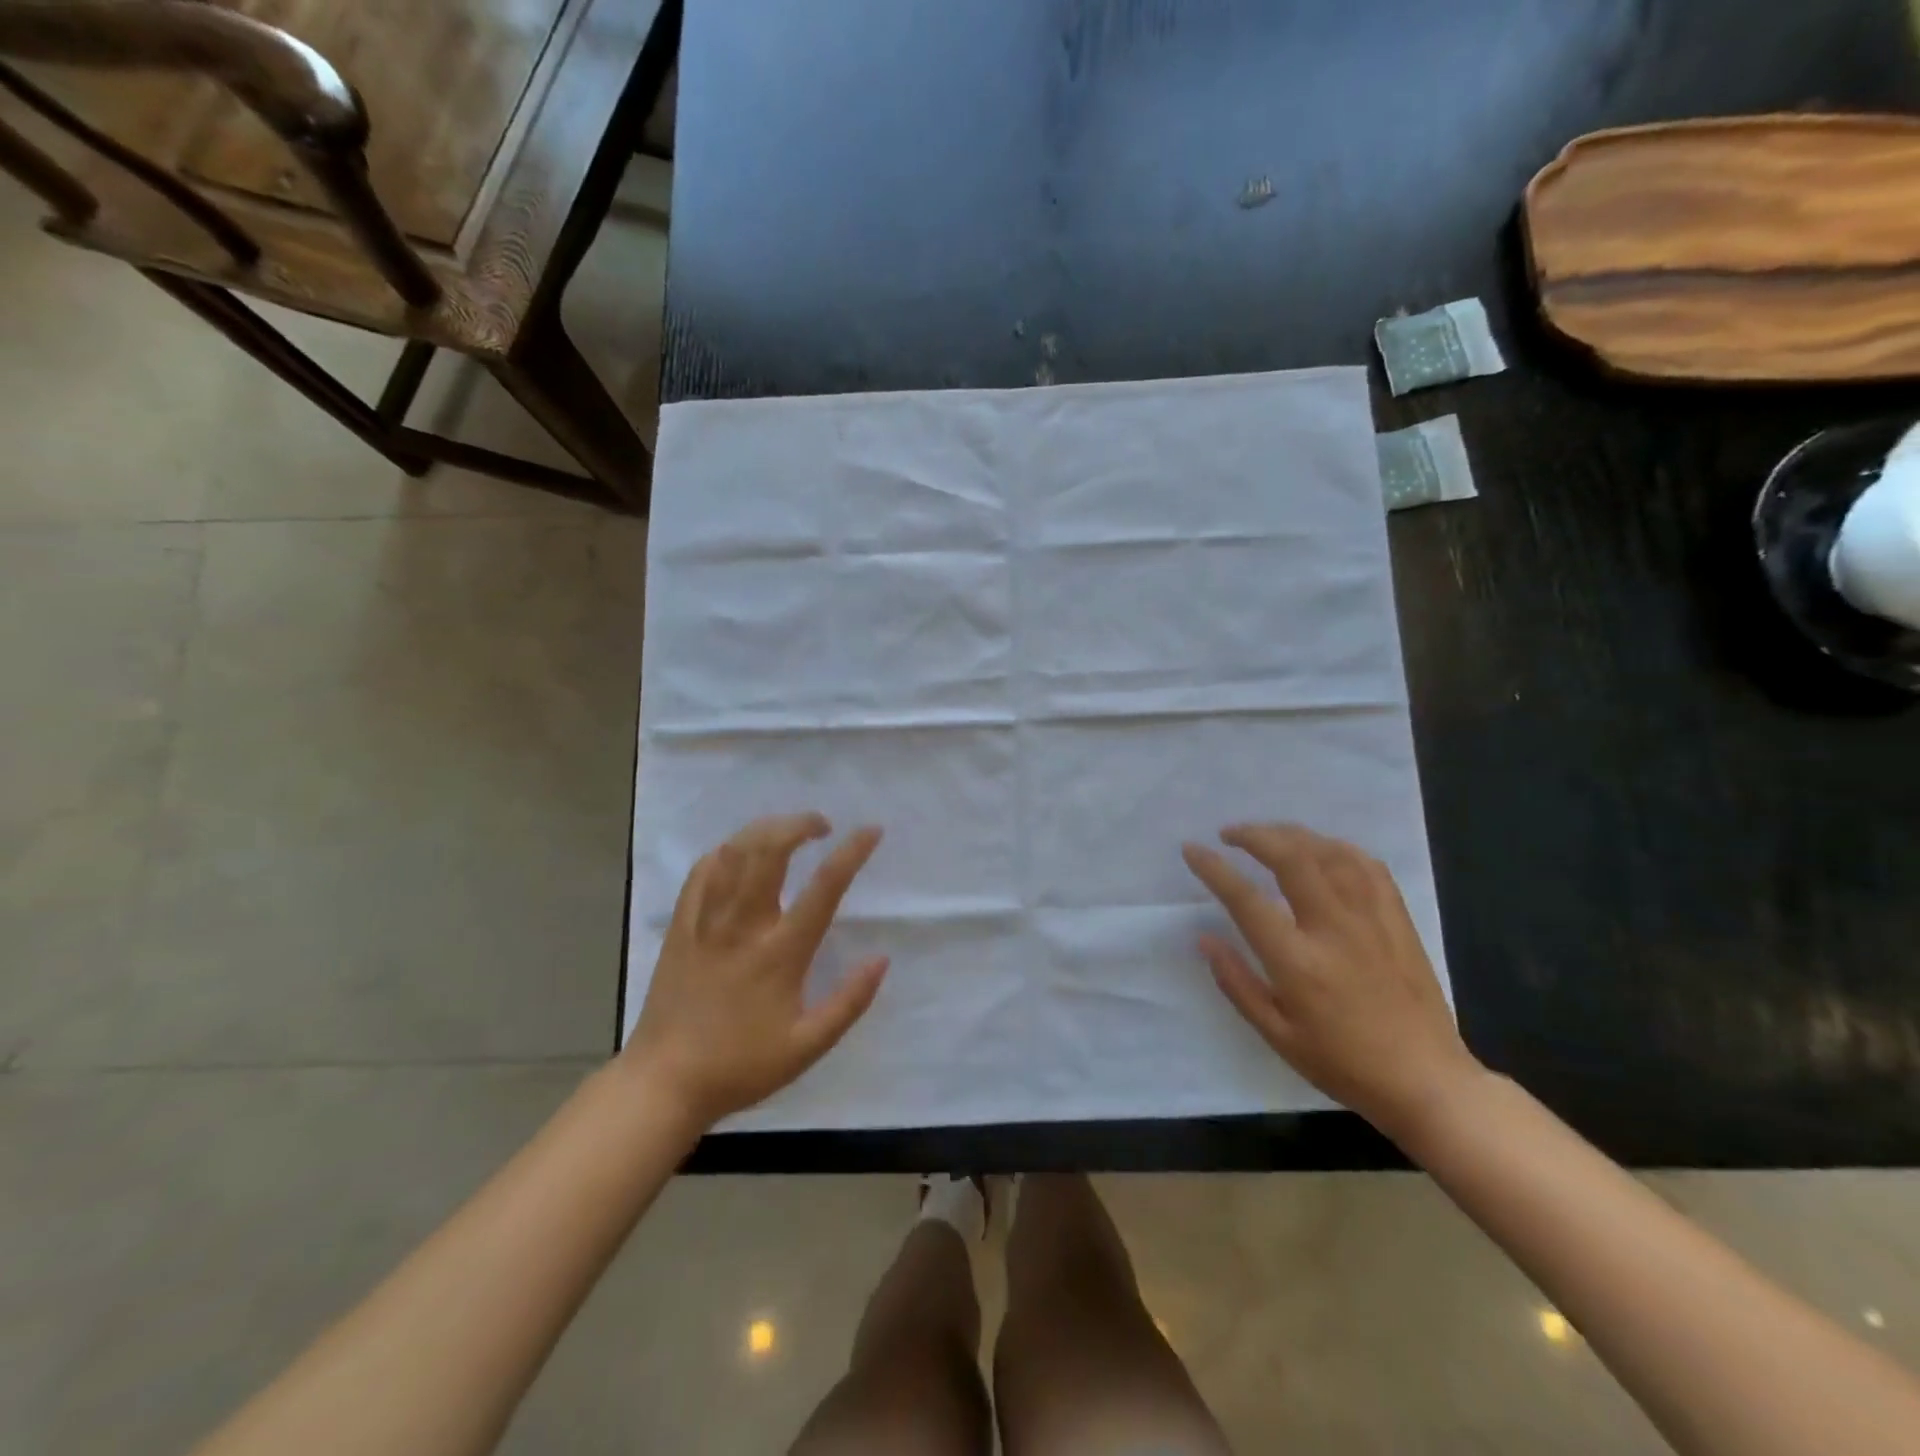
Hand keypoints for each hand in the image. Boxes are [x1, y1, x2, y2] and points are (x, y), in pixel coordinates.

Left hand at [625, 814, 885, 1128]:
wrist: (664, 1082)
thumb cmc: (741, 1065)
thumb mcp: (807, 1046)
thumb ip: (849, 1002)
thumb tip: (881, 959)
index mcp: (780, 953)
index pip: (824, 888)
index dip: (851, 852)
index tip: (871, 830)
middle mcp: (743, 926)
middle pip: (770, 851)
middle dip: (799, 824)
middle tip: (822, 825)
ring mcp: (706, 922)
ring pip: (734, 853)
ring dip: (764, 830)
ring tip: (786, 830)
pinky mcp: (680, 927)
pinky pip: (701, 872)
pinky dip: (725, 851)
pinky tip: (738, 853)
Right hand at [1183, 823, 1479, 1138]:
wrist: (1427, 1082)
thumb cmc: (1344, 1065)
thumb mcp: (1277, 1036)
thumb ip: (1237, 983)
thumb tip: (1204, 938)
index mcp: (1299, 962)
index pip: (1246, 899)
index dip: (1214, 869)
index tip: (1192, 850)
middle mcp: (1334, 929)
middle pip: (1292, 858)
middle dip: (1254, 835)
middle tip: (1229, 834)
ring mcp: (1371, 920)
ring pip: (1330, 853)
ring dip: (1293, 834)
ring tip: (1269, 836)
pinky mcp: (1398, 920)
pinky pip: (1368, 866)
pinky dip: (1338, 848)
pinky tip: (1322, 850)